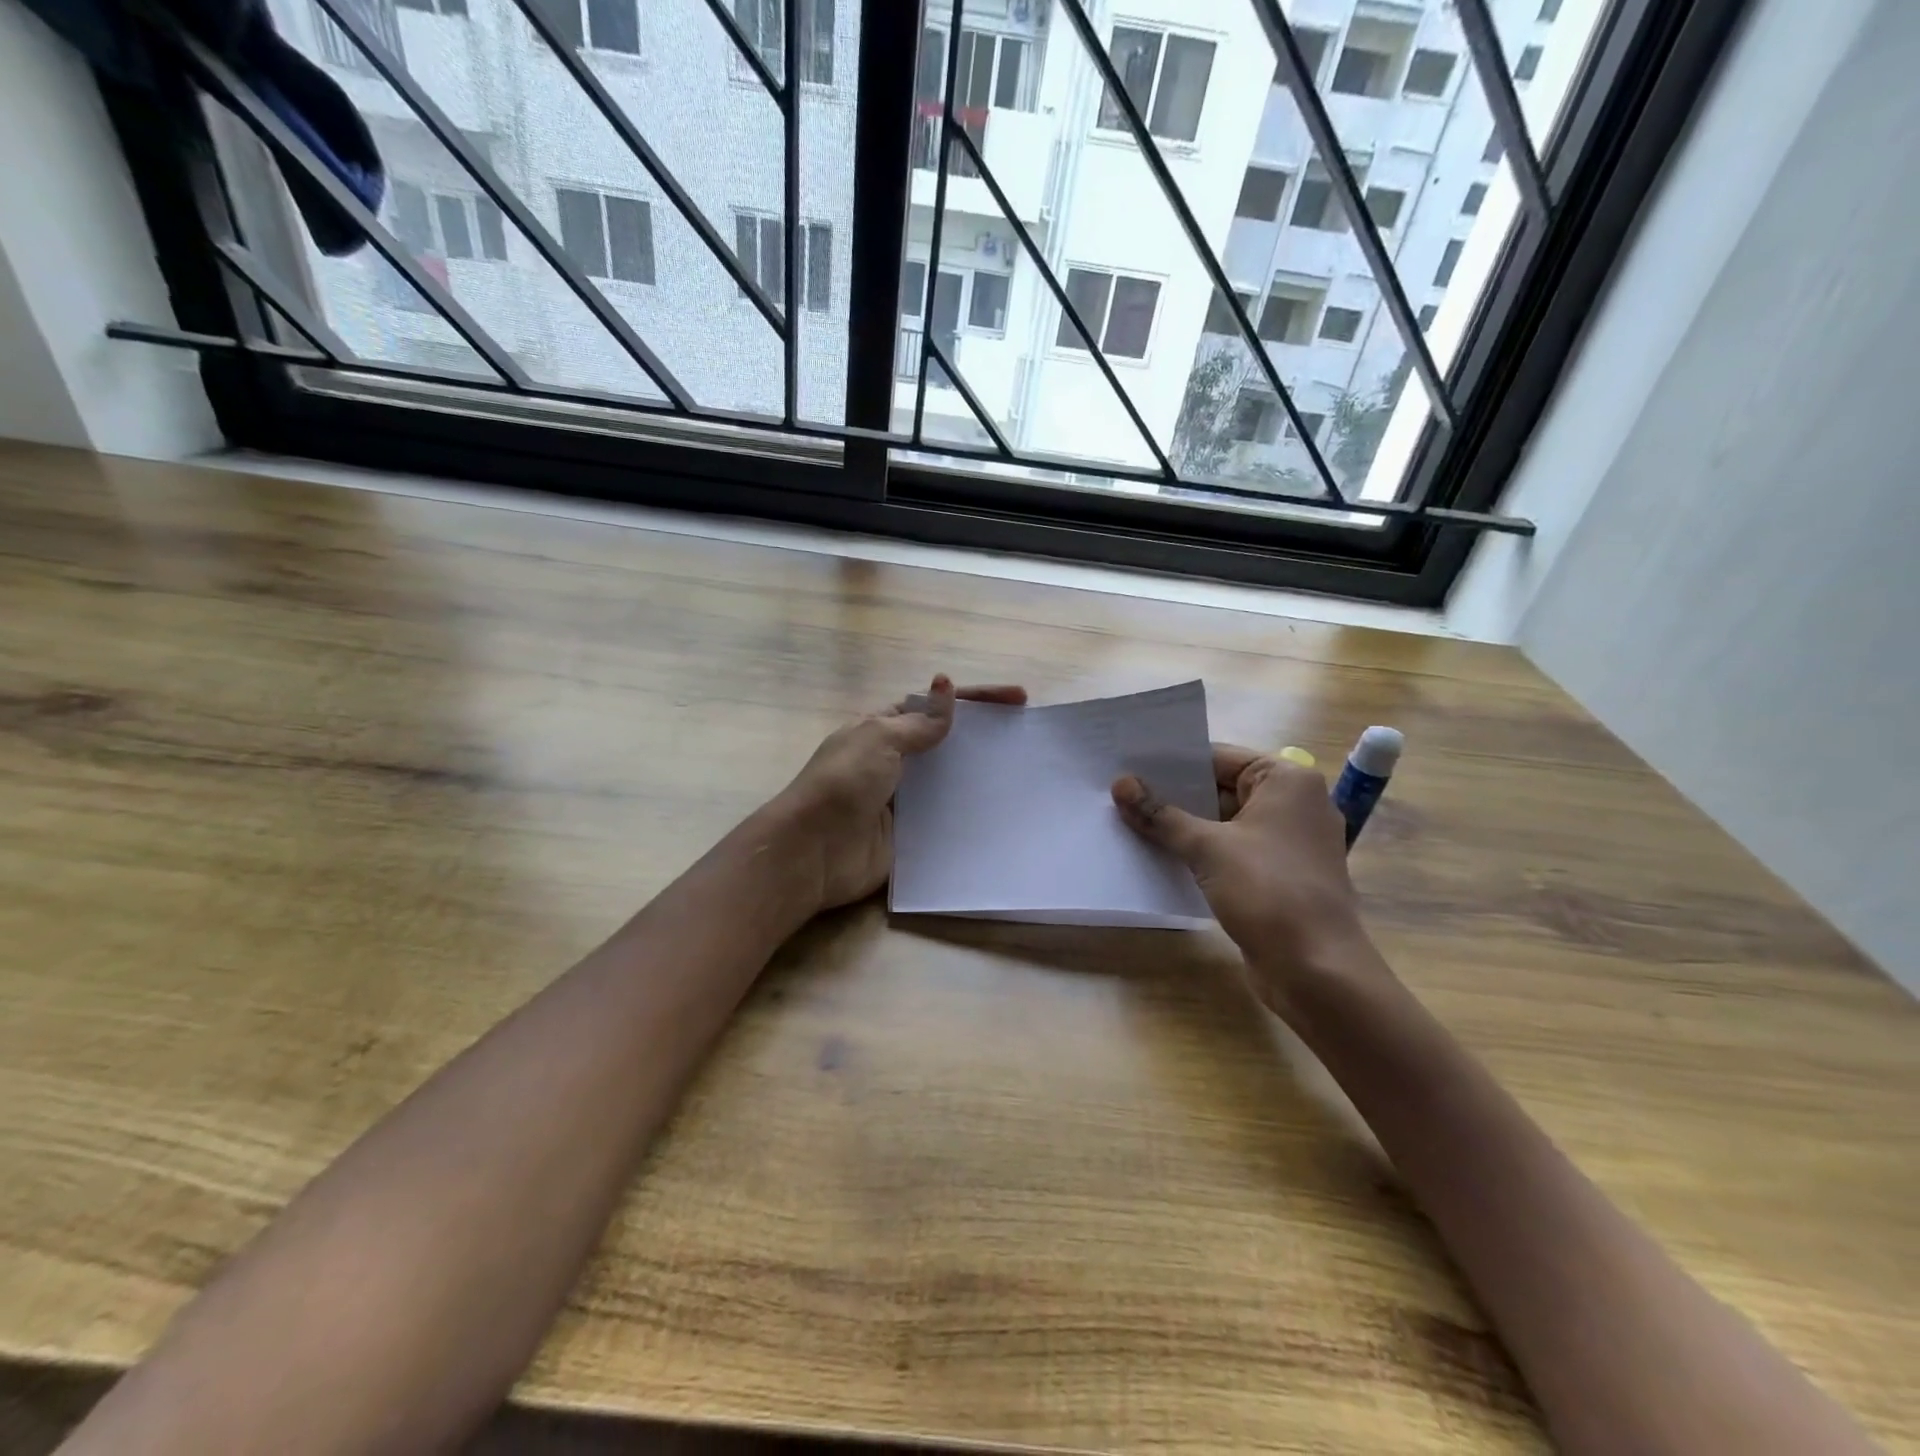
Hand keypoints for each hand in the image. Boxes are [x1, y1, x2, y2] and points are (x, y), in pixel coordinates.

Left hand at [776, 675, 1027, 912]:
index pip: (935, 706)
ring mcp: (903, 799)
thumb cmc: (844, 783)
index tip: (1018, 699)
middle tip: (1027, 735)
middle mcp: (895, 761)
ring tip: (1024, 773)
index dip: (976, 699)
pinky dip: (970, 812)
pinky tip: (1002, 811)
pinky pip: (946, 818)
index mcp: (883, 728)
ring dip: (981, 775)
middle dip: (984, 736)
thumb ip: (919, 721)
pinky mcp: (910, 834)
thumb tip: (946, 685)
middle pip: (946, 742)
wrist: (814, 851)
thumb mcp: (880, 738)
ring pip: (949, 780)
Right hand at [1112, 746, 1381, 1013]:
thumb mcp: (1207, 848)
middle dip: (1172, 794)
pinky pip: (1230, 850)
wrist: (1317, 971)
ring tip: (1127, 820)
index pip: (1218, 757)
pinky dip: (1199, 852)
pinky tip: (1158, 854)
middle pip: (1219, 788)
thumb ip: (1161, 814)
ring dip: (1181, 825)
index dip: (1171, 762)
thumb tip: (1120, 785)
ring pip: (1222, 822)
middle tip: (1119, 791)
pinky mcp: (1278, 875)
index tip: (1127, 763)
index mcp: (1287, 780)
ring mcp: (1287, 842)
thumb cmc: (1268, 892)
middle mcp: (1292, 804)